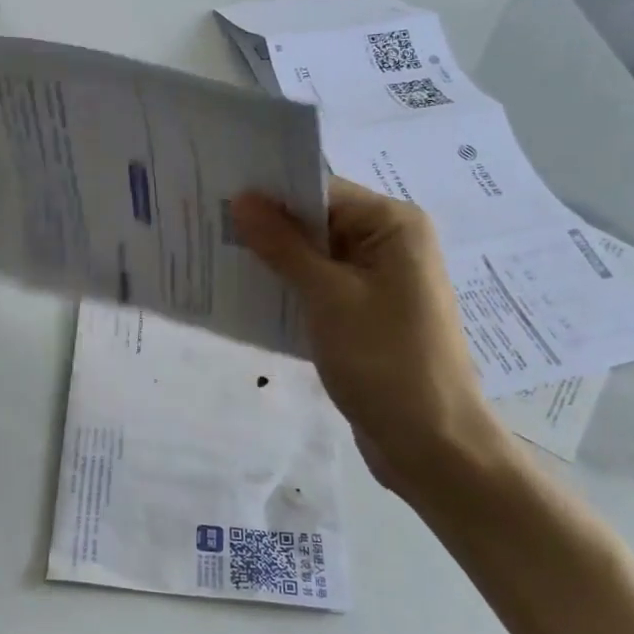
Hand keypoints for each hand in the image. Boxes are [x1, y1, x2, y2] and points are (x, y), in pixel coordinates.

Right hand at [231, 179, 517, 500]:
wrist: (430, 442)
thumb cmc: (384, 360)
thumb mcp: (328, 297)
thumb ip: (284, 245)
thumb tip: (242, 199)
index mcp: (393, 225)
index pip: (321, 190)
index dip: (269, 192)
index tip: (214, 196)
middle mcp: (389, 244)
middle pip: (317, 221)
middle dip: (265, 227)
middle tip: (203, 227)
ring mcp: (378, 282)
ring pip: (314, 257)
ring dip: (272, 261)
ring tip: (213, 258)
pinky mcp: (365, 315)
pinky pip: (320, 288)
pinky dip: (288, 290)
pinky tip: (245, 296)